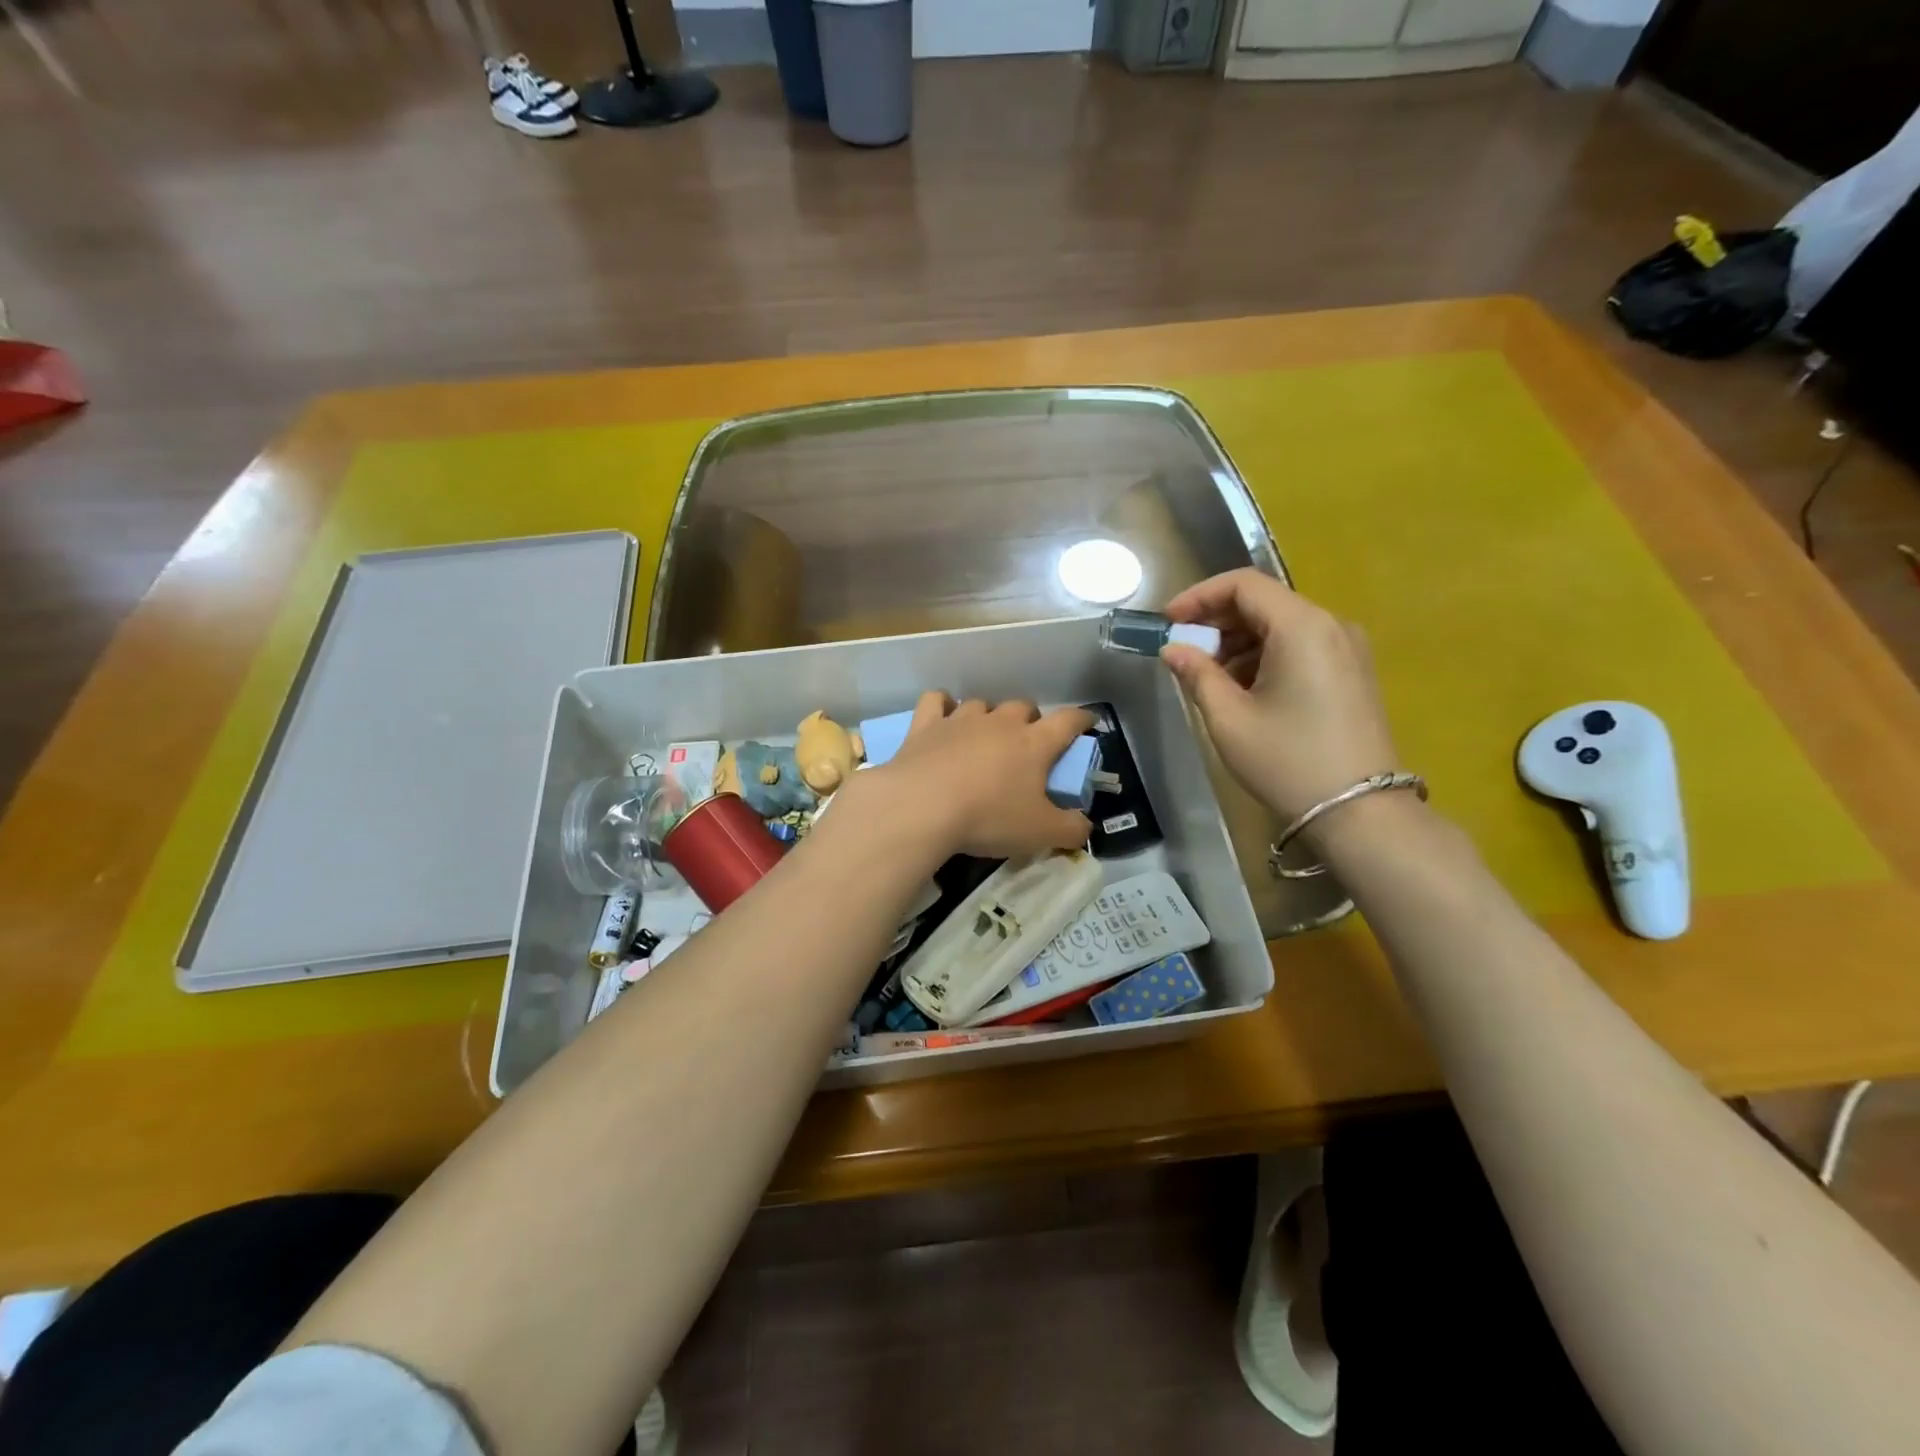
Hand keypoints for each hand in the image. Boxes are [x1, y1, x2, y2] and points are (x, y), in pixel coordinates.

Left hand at [843, 692, 1094, 859]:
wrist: (922, 807)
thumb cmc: (989, 818)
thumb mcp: (1041, 834)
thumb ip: (1071, 829)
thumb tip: (1085, 826)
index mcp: (1034, 743)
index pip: (1068, 721)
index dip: (1082, 720)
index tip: (1088, 722)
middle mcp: (1000, 722)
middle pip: (1023, 706)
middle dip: (1031, 720)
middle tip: (1028, 744)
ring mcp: (960, 720)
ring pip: (982, 703)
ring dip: (989, 716)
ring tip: (985, 737)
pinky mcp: (925, 725)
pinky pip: (937, 701)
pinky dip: (943, 705)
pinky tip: (943, 716)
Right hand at [1160, 570, 1402, 834]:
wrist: (1360, 812)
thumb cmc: (1287, 762)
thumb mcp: (1229, 719)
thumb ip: (1196, 674)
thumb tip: (1173, 649)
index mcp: (1301, 627)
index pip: (1244, 585)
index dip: (1199, 596)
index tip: (1168, 621)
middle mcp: (1331, 625)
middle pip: (1264, 602)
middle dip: (1217, 621)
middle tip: (1183, 651)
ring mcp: (1347, 649)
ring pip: (1281, 625)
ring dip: (1239, 641)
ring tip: (1209, 677)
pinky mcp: (1353, 672)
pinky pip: (1301, 646)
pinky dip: (1265, 656)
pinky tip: (1244, 689)